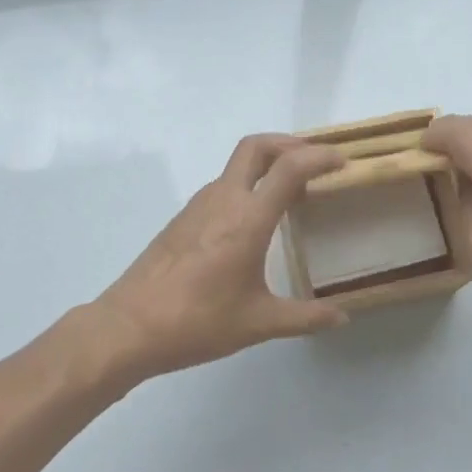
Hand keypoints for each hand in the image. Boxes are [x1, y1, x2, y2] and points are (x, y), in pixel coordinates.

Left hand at [94, 134, 350, 379]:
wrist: (128, 327)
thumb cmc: (197, 322)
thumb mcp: (258, 323)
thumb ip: (305, 317)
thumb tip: (342, 318)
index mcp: (247, 218)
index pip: (289, 168)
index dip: (320, 157)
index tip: (343, 162)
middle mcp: (223, 199)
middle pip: (257, 146)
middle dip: (289, 143)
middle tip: (315, 161)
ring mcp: (199, 205)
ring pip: (237, 165)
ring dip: (267, 164)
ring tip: (292, 191)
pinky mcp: (184, 217)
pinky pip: (223, 185)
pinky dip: (248, 184)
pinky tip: (256, 219)